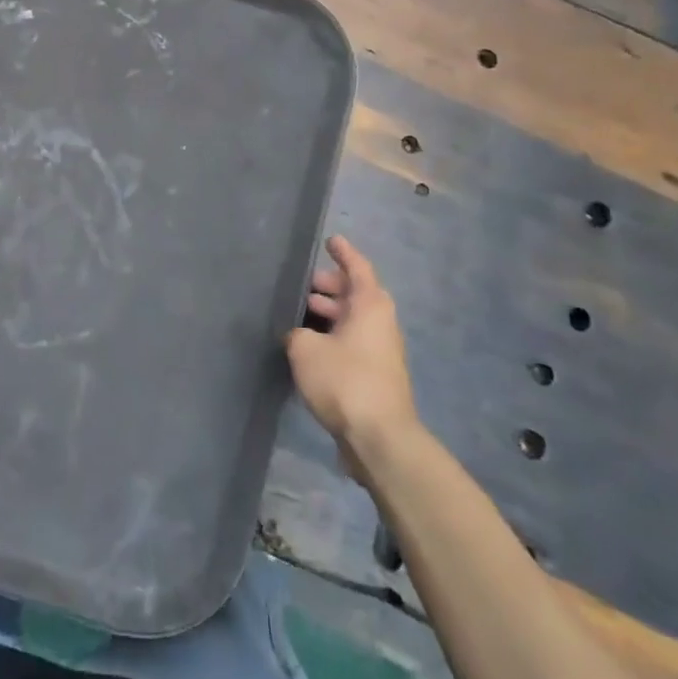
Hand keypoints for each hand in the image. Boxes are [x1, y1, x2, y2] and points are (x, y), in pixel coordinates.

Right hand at [286, 235, 416, 484]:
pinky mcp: (375, 376)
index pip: (358, 268)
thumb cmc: (344, 380)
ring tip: (299, 315)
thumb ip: (296, 333)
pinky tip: (308, 347)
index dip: (343, 253)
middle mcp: (380, 323)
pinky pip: (352, 343)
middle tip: (304, 285)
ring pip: (353, 320)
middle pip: (355, 294)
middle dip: (330, 286)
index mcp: (370, 306)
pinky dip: (333, 337)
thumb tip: (298, 336)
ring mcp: (380, 351)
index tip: (330, 240)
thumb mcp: (306, 349)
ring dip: (329, 314)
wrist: (379, 438)